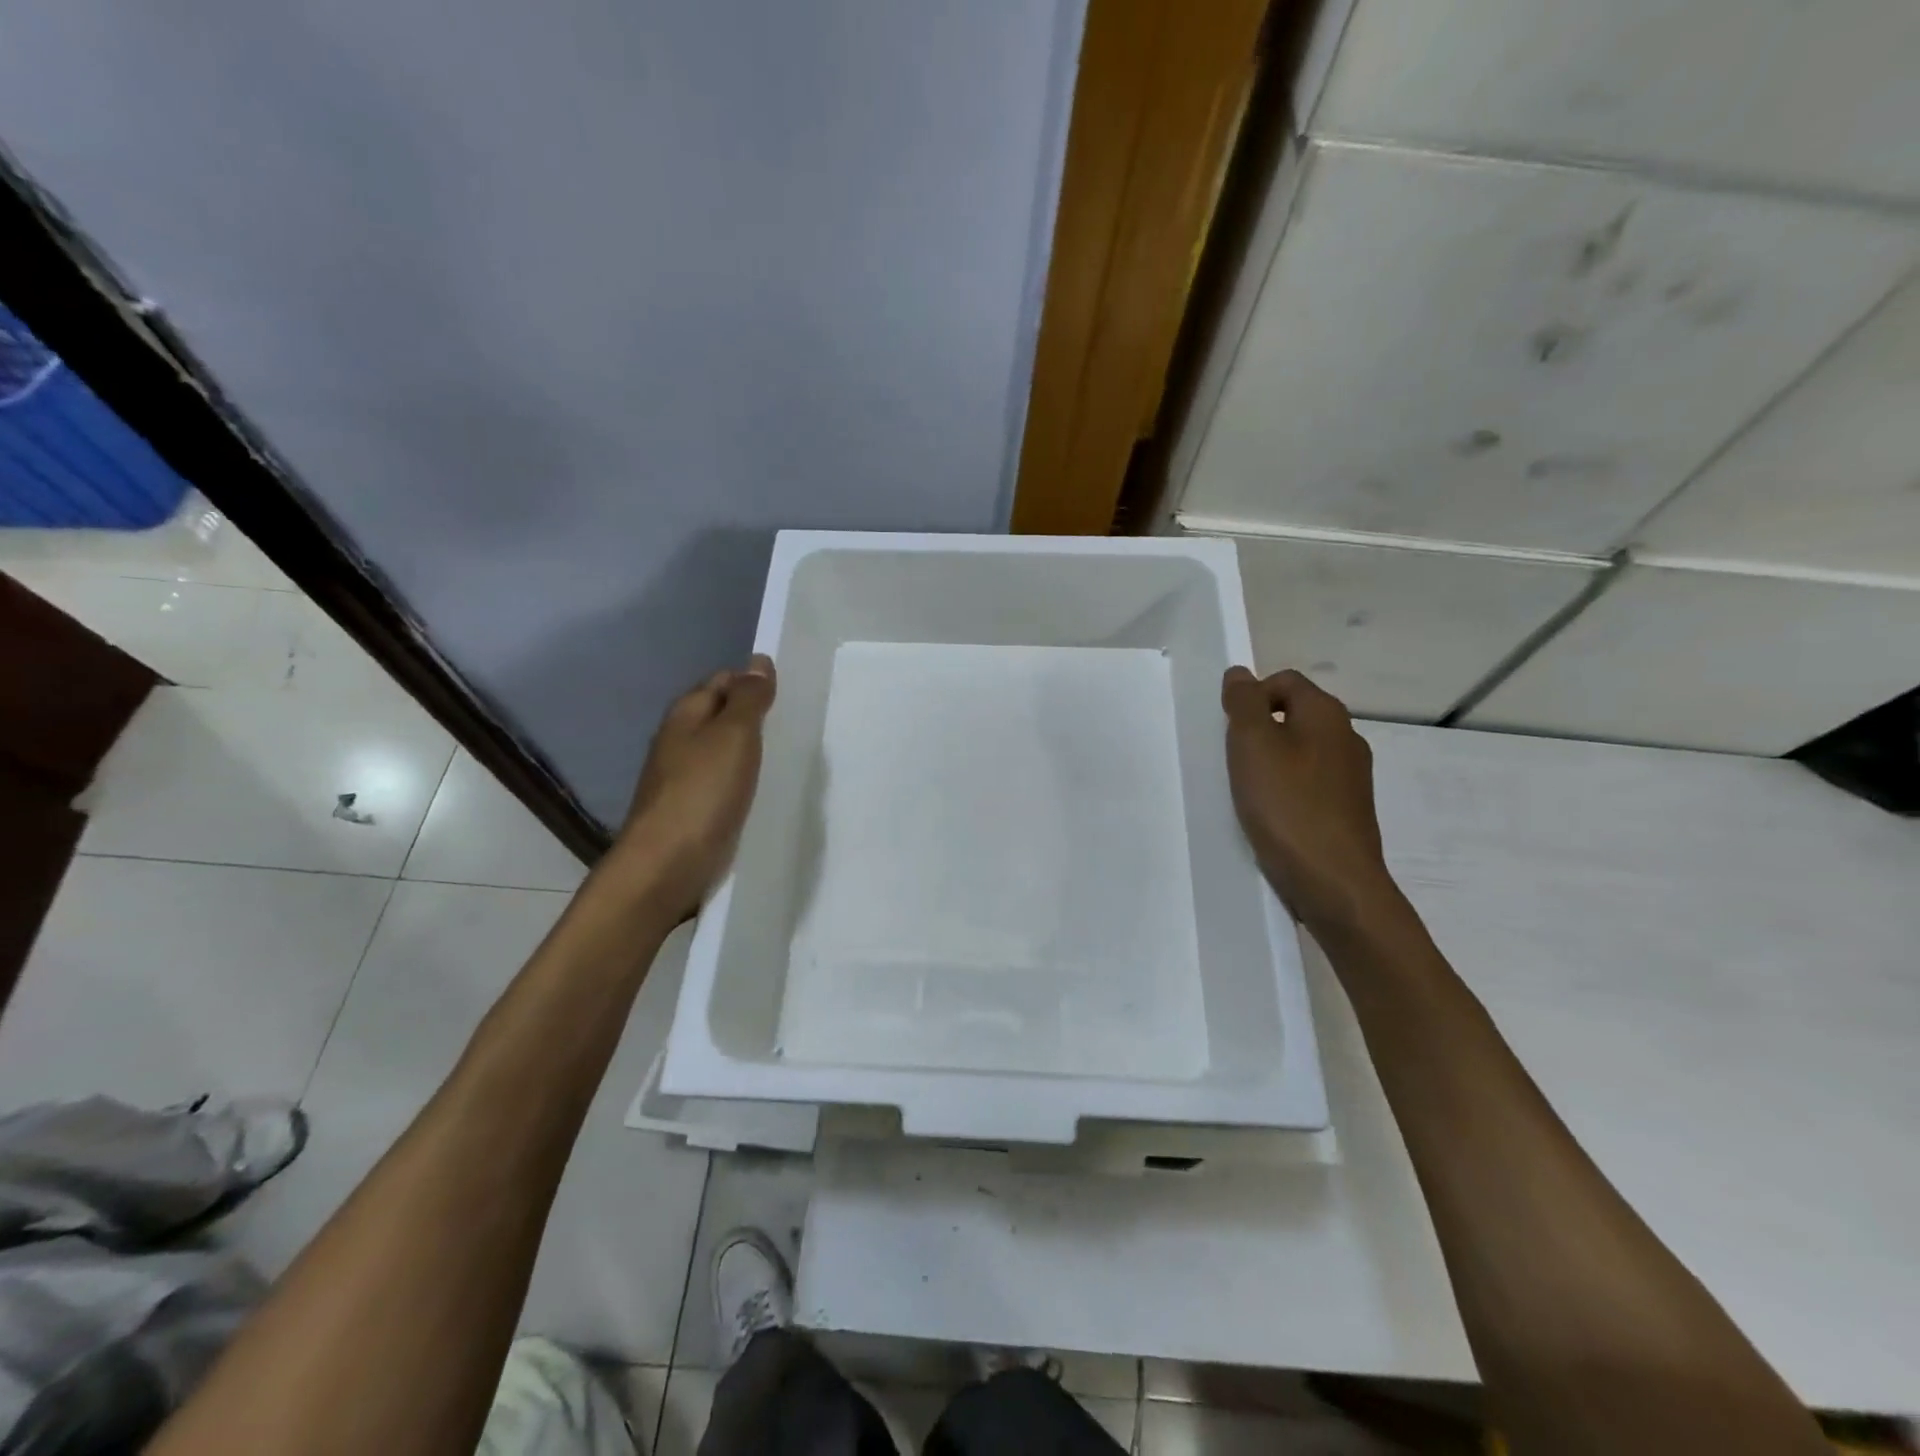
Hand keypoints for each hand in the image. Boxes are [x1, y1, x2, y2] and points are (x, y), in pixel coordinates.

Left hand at [609, 654, 776, 919]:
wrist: (667, 866)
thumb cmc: (702, 792)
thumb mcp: (733, 736)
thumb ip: (749, 699)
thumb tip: (759, 661)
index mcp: (686, 715)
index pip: (723, 681)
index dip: (753, 682)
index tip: (791, 694)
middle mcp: (680, 741)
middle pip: (722, 716)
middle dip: (755, 718)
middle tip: (796, 724)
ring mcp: (683, 778)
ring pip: (724, 752)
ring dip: (750, 752)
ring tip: (789, 755)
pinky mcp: (693, 810)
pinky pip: (724, 784)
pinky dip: (744, 782)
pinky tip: (766, 791)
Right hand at [1221, 666, 1397, 933]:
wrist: (1333, 881)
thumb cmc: (1287, 805)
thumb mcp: (1252, 745)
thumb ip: (1244, 703)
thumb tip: (1240, 673)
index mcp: (1326, 714)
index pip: (1284, 681)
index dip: (1251, 696)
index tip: (1228, 730)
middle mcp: (1346, 738)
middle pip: (1293, 715)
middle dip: (1258, 731)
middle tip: (1232, 760)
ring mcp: (1351, 777)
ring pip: (1300, 752)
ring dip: (1270, 763)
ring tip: (1247, 790)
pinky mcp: (1347, 810)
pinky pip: (1308, 784)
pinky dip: (1286, 790)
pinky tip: (1269, 815)